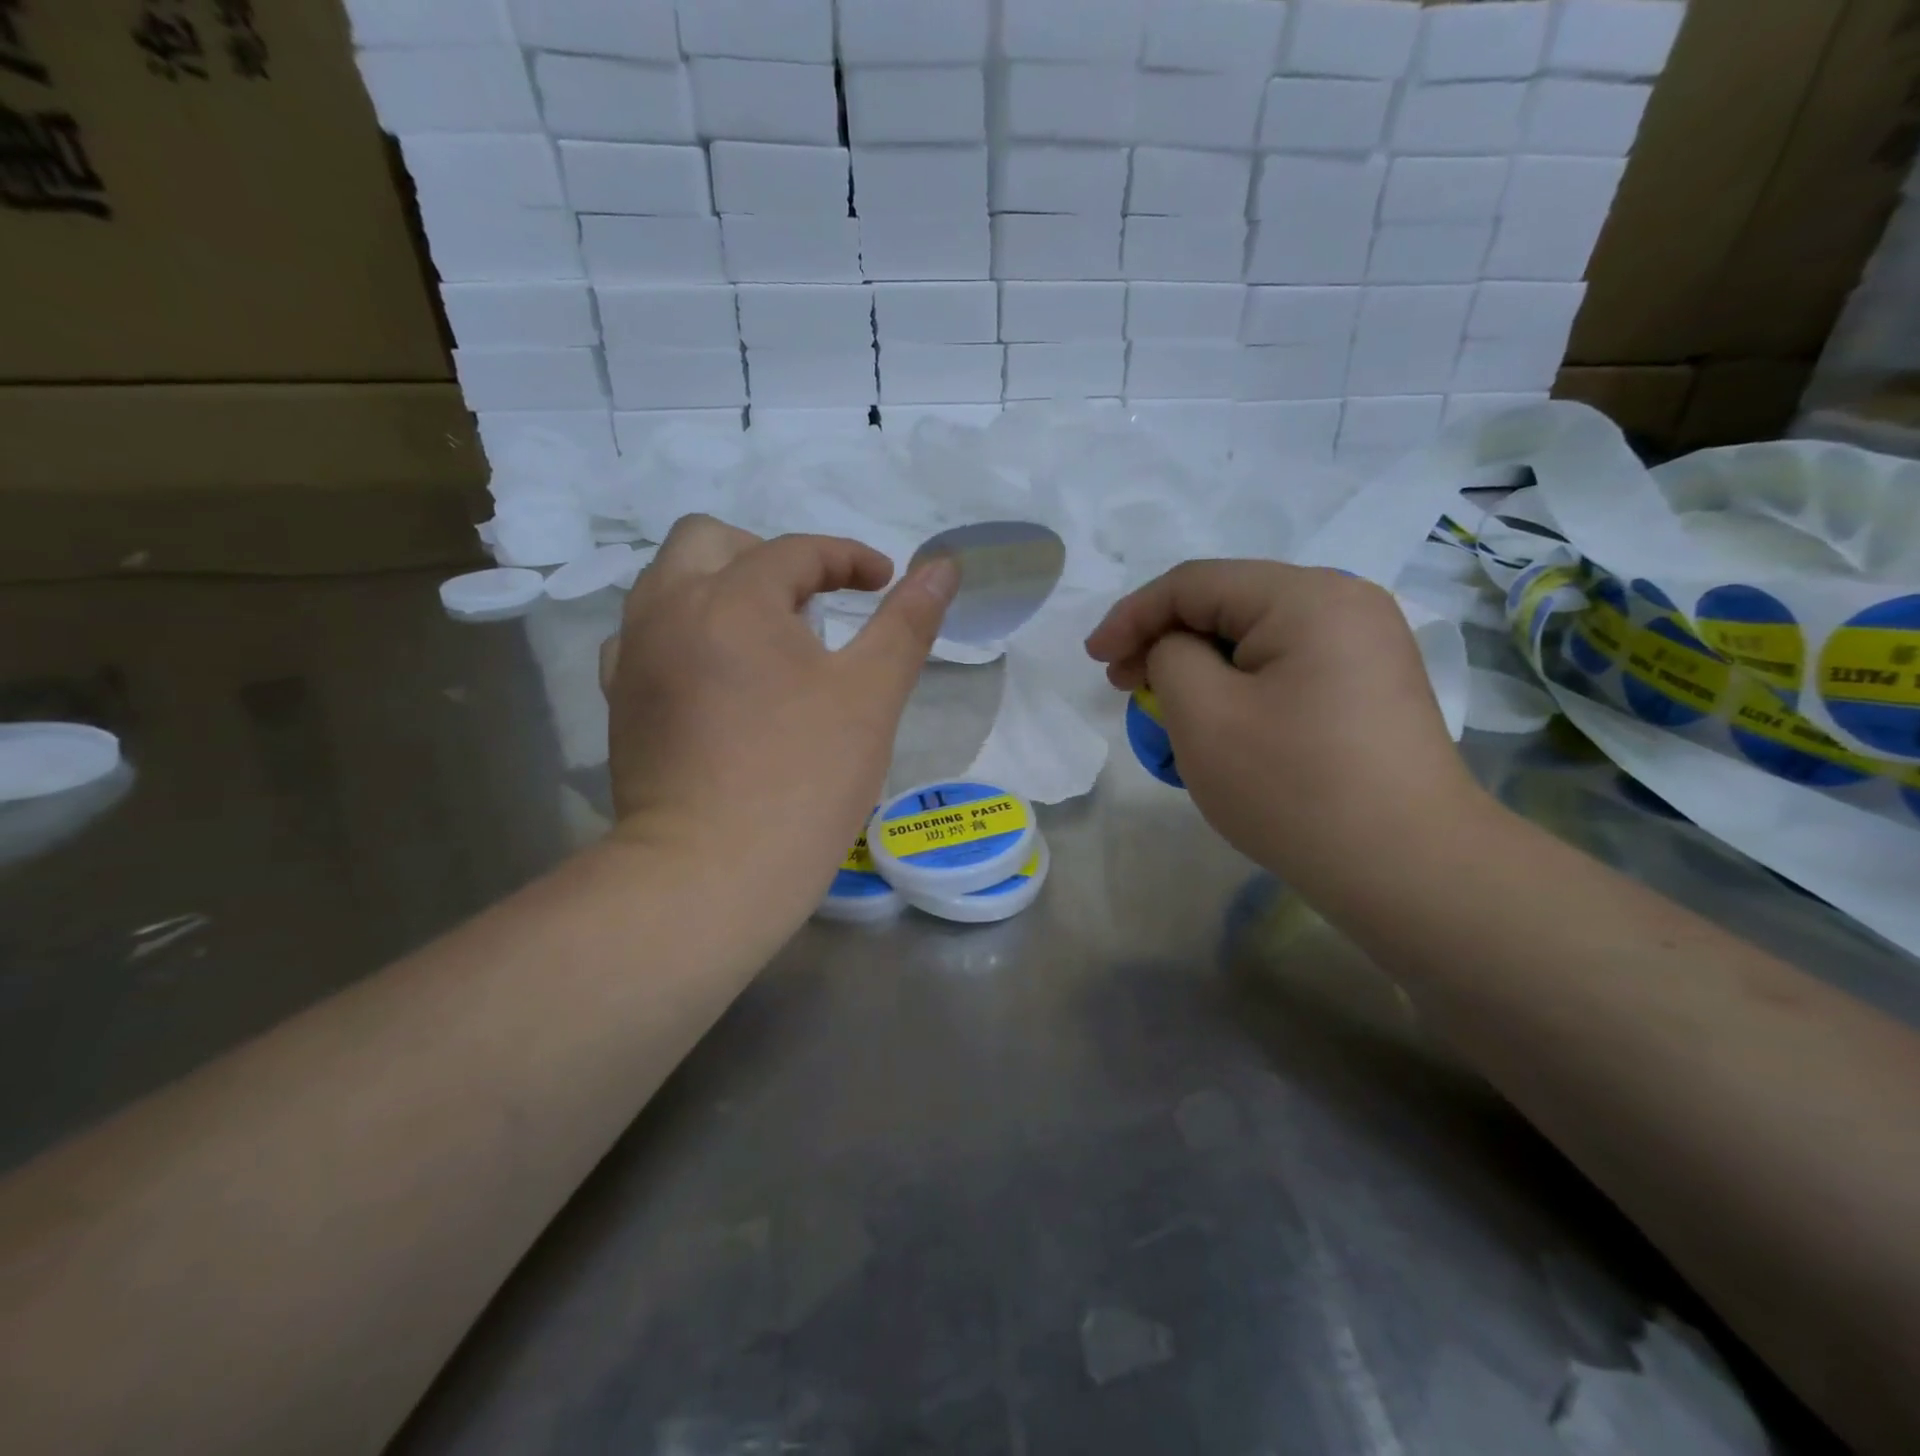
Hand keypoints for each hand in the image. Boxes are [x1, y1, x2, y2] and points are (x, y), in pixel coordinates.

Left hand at [600, 516, 957, 922]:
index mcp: (732, 599)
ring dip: (720, 587)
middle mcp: (667, 610)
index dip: (848, 558)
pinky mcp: (619, 703)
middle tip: (813, 602)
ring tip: (766, 636)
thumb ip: (908, 622)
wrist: (708, 875)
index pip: (795, 551)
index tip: (883, 583)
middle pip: (708, 540)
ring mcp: (633, 657)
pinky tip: (717, 675)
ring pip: (667, 583)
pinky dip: (685, 632)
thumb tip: (944, 565)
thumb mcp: (872, 696)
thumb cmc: (803, 780)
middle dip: (768, 556)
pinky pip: (645, 636)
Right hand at [1085, 561, 1484, 891]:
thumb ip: (1169, 657)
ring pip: (1256, 639)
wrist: (1409, 870)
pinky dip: (1239, 686)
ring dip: (1200, 666)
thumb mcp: (1204, 715)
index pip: (1195, 583)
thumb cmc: (1293, 786)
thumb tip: (1176, 650)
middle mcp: (1346, 604)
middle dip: (1166, 640)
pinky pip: (1287, 668)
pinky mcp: (1371, 688)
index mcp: (1307, 596)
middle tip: (1125, 686)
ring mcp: (1366, 647)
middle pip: (1229, 605)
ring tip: (1167, 709)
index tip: (1094, 659)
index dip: (1132, 615)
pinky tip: (1221, 723)